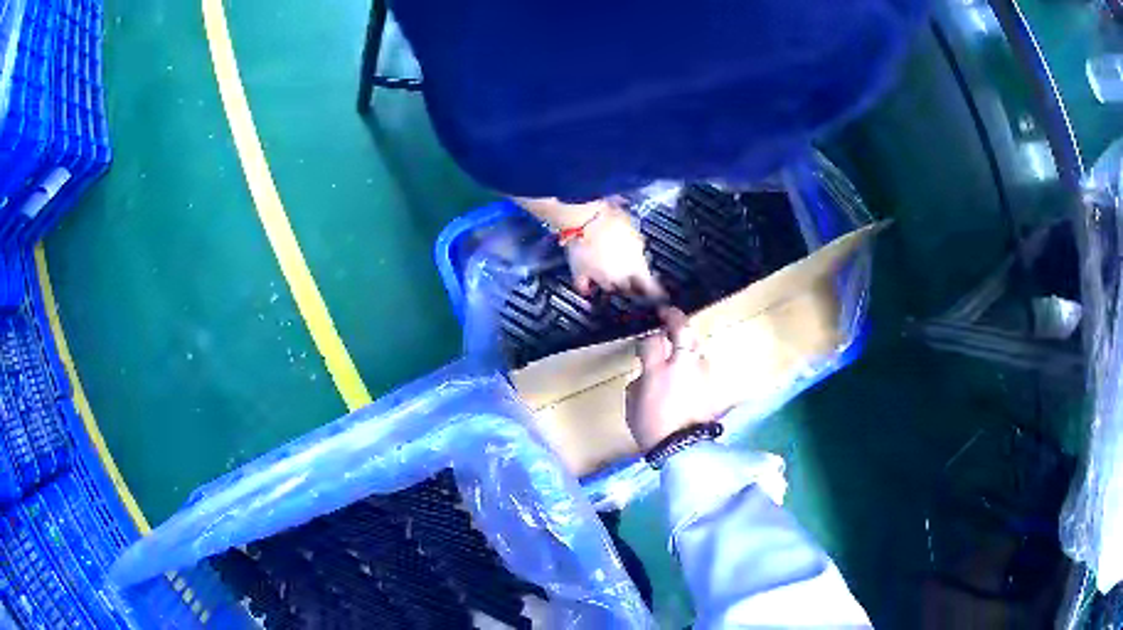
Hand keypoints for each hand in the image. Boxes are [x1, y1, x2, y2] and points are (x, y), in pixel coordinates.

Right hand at [563, 201, 664, 297]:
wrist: (585, 217)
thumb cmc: (612, 219)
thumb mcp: (633, 231)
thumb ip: (637, 246)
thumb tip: (638, 251)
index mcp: (636, 266)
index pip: (650, 287)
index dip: (656, 292)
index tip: (661, 294)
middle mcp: (619, 277)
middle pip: (629, 290)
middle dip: (633, 287)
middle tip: (635, 281)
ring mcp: (599, 278)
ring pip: (609, 289)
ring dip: (613, 285)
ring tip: (613, 278)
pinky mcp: (580, 274)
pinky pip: (584, 287)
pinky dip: (587, 287)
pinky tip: (588, 286)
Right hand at [625, 308, 720, 450]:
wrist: (683, 448)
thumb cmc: (651, 429)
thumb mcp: (632, 405)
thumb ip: (639, 382)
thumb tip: (646, 373)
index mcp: (657, 370)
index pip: (652, 340)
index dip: (646, 339)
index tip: (643, 344)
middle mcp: (682, 364)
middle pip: (682, 329)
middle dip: (674, 318)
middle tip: (667, 314)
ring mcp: (700, 372)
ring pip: (696, 344)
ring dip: (688, 342)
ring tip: (681, 345)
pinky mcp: (712, 383)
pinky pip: (703, 364)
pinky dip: (696, 362)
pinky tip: (690, 370)